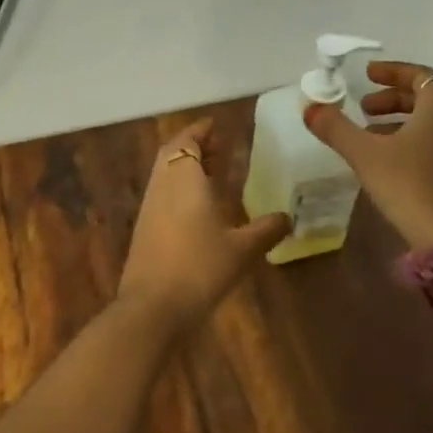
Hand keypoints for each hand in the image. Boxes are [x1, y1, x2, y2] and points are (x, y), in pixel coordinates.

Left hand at [118, 120, 290, 335]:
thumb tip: (287, 217)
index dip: (201, 131)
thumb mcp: (242, 249)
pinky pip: (163, 194)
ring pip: (166, 174)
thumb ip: (266, 230)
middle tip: (219, 147)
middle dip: (195, 146)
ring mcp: (150, 207)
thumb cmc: (200, 267)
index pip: (188, 140)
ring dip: (187, 167)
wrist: (152, 306)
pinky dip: (180, 188)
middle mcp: (163, 185)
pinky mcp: (144, 228)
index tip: (217, 125)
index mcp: (184, 178)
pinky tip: (199, 207)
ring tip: (214, 173)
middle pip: (173, 153)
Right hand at [302, 61, 432, 250]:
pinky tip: (388, 161)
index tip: (367, 74)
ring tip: (369, 135)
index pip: (421, 75)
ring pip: (432, 123)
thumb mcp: (364, 153)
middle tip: (363, 107)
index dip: (392, 71)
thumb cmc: (409, 185)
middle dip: (393, 98)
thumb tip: (310, 107)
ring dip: (400, 121)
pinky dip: (413, 140)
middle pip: (427, 98)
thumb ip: (336, 127)